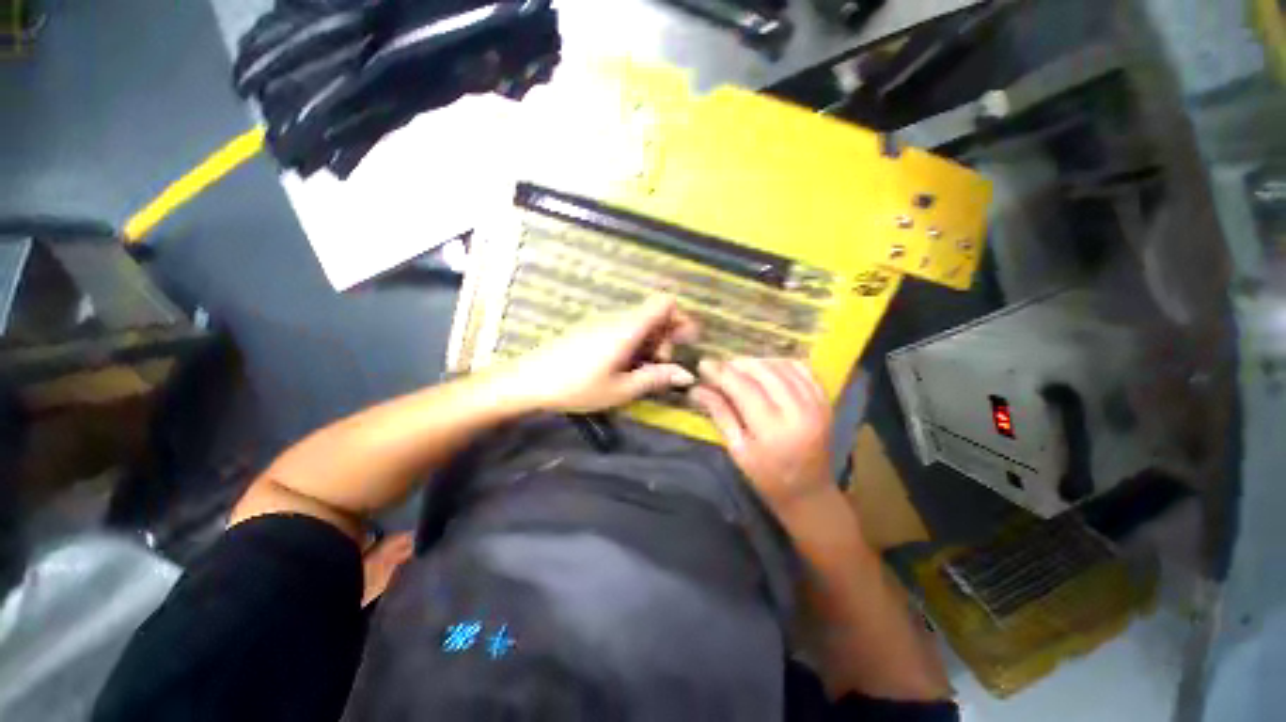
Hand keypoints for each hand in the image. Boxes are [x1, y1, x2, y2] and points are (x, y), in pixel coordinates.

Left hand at [495, 295, 698, 413]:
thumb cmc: (577, 386)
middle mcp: (617, 318)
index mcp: (627, 328)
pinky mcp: (591, 329)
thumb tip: (687, 375)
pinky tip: (624, 365)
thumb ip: (656, 378)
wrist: (529, 380)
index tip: (686, 340)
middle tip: (664, 363)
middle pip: (654, 312)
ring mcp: (602, 322)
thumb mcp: (621, 389)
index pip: (664, 302)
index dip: (680, 317)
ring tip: (644, 370)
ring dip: (650, 341)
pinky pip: (623, 327)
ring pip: (639, 322)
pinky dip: (634, 342)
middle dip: (667, 334)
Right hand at [689, 358, 835, 510]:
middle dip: (737, 364)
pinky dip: (781, 363)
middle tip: (720, 368)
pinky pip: (803, 369)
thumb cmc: (767, 477)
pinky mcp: (825, 401)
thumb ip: (720, 414)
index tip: (703, 364)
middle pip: (762, 371)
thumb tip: (697, 388)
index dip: (721, 372)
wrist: (810, 492)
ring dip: (757, 362)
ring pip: (782, 365)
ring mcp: (816, 403)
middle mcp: (798, 411)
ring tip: (740, 369)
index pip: (743, 387)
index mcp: (773, 429)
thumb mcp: (738, 450)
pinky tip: (767, 369)